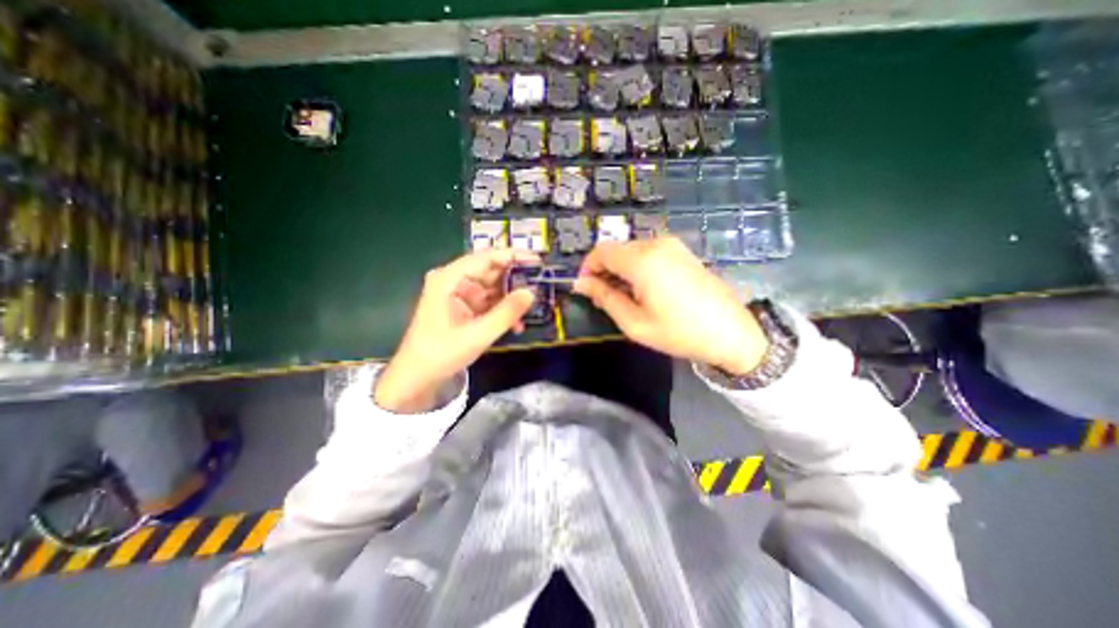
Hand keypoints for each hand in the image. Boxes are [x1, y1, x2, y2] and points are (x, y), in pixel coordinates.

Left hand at [372, 247, 538, 413]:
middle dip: (516, 279)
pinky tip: (516, 324)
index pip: (486, 257)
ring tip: (532, 307)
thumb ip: (506, 312)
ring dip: (511, 298)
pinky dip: (503, 310)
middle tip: (541, 286)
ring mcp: (459, 294)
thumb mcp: (478, 334)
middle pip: (491, 270)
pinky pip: (489, 301)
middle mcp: (454, 280)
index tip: (538, 262)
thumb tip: (532, 292)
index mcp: (449, 279)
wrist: (417, 378)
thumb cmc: (441, 354)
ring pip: (493, 287)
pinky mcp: (464, 307)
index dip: (513, 257)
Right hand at [577, 238, 770, 373]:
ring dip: (620, 270)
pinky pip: (648, 253)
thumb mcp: (634, 323)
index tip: (586, 290)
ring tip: (626, 298)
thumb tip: (581, 284)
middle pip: (616, 249)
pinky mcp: (682, 251)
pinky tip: (645, 290)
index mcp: (642, 260)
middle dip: (604, 271)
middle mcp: (656, 243)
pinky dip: (637, 267)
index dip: (587, 268)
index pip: (600, 251)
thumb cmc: (679, 332)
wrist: (732, 333)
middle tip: (605, 299)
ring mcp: (672, 245)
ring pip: (631, 250)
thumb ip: (604, 298)